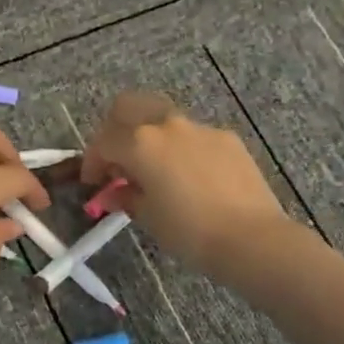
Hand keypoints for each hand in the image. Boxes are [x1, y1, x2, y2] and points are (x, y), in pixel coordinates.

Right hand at [80, 92, 288, 281]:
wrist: (251, 237)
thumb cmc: (189, 231)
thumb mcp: (148, 217)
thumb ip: (126, 196)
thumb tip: (114, 192)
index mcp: (140, 143)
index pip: (103, 142)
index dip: (92, 162)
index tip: (93, 183)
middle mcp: (167, 126)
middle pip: (129, 106)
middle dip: (114, 128)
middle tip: (116, 158)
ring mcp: (200, 128)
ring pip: (162, 118)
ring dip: (149, 136)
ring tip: (154, 167)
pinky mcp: (226, 138)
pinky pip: (193, 135)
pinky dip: (180, 148)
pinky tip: (189, 176)